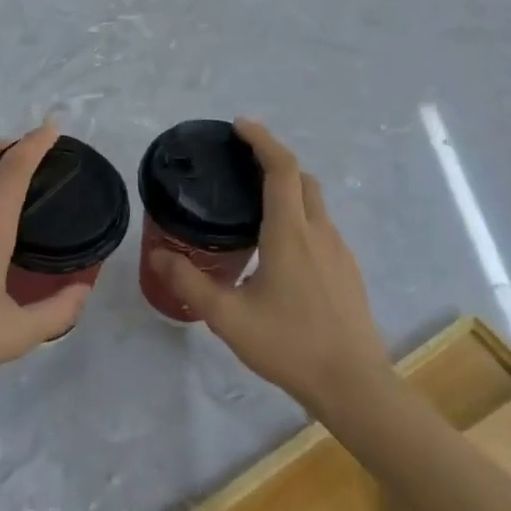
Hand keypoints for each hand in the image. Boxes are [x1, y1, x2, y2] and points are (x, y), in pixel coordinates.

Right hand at [149, 118, 385, 414]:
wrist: (353, 385)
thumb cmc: (289, 345)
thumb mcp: (228, 317)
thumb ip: (189, 283)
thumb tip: (157, 254)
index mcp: (290, 234)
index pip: (281, 169)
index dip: (262, 140)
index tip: (239, 126)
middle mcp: (319, 232)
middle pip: (302, 178)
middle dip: (274, 161)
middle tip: (240, 164)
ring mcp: (339, 251)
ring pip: (315, 203)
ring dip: (288, 189)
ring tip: (253, 204)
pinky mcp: (348, 271)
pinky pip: (322, 227)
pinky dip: (299, 216)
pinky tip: (278, 247)